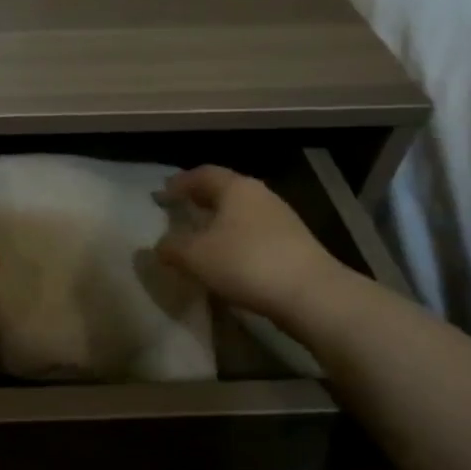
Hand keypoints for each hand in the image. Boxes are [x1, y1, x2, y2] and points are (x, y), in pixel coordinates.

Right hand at [156, 165, 350, 319]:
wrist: (312, 295)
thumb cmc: (245, 262)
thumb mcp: (195, 256)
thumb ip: (171, 247)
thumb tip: (158, 245)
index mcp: (236, 188)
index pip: (203, 174)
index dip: (180, 182)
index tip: (163, 193)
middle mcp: (261, 195)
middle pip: (225, 190)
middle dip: (201, 199)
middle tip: (181, 210)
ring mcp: (282, 220)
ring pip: (242, 213)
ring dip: (220, 221)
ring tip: (202, 237)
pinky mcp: (295, 245)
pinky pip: (256, 234)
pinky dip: (237, 239)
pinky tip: (228, 258)